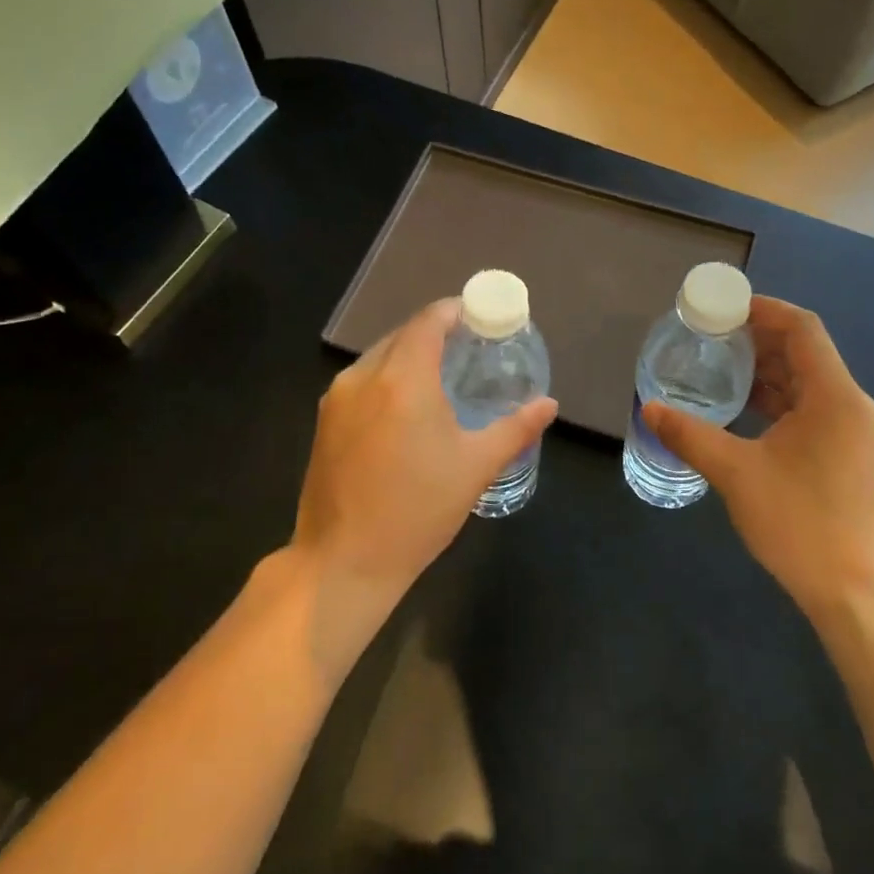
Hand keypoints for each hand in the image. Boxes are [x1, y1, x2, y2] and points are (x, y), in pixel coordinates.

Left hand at [291, 298, 557, 600]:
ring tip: (440, 377)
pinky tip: (405, 408)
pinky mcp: (323, 422)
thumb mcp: (476, 467)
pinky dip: (386, 379)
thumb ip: (516, 428)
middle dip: (434, 333)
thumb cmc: (417, 511)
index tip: (479, 317)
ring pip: (378, 358)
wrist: (343, 562)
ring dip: (409, 356)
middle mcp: (364, 376)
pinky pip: (361, 382)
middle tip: (468, 350)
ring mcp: (337, 398)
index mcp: (403, 379)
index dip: (455, 311)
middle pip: (402, 335)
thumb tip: (549, 404)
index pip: (428, 321)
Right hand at [643, 297, 873, 619]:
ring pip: (806, 381)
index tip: (723, 307)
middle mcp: (850, 404)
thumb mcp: (736, 474)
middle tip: (710, 335)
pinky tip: (741, 406)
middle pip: (804, 352)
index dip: (764, 310)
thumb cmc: (799, 524)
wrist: (852, 589)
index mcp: (834, 397)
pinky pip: (809, 407)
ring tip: (718, 364)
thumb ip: (691, 435)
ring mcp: (851, 430)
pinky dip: (776, 398)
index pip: (802, 329)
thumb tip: (649, 409)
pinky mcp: (845, 452)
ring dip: (765, 369)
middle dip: (758, 339)